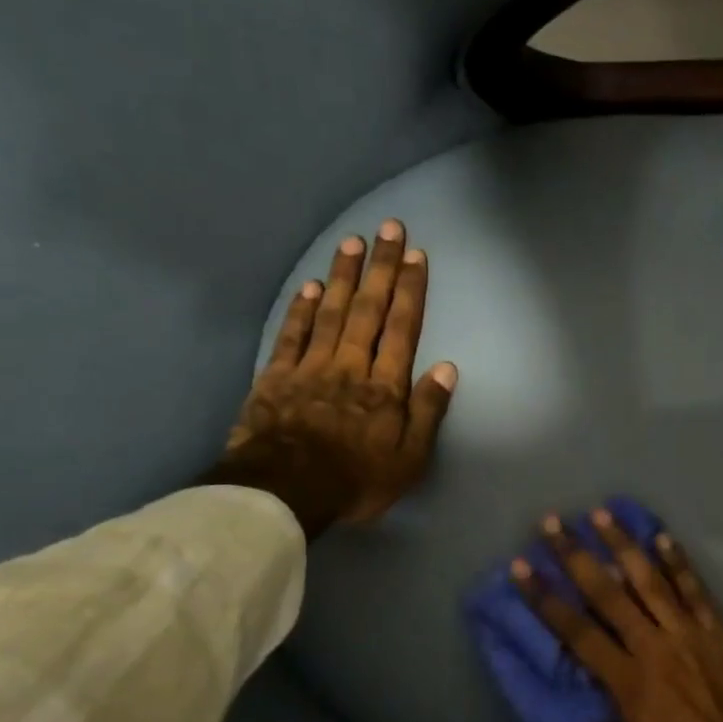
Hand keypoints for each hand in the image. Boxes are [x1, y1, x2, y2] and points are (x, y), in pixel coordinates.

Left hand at [207, 218, 456, 535]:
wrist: (284, 493)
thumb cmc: (356, 480)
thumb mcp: (409, 459)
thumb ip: (428, 411)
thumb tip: (447, 369)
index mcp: (384, 387)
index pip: (402, 329)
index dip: (411, 290)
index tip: (417, 256)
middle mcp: (350, 366)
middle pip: (368, 309)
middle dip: (381, 267)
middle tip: (389, 228)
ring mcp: (310, 368)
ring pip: (330, 312)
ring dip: (344, 276)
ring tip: (353, 242)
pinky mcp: (275, 377)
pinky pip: (291, 335)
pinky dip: (301, 309)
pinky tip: (311, 286)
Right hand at [514, 509, 722, 721]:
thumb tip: (601, 714)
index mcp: (627, 682)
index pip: (576, 632)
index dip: (545, 598)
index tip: (521, 568)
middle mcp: (654, 648)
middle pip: (608, 593)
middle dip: (576, 556)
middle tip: (552, 523)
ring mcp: (690, 635)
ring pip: (651, 580)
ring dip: (624, 545)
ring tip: (602, 514)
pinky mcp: (720, 633)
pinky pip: (697, 591)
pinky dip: (679, 563)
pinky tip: (663, 536)